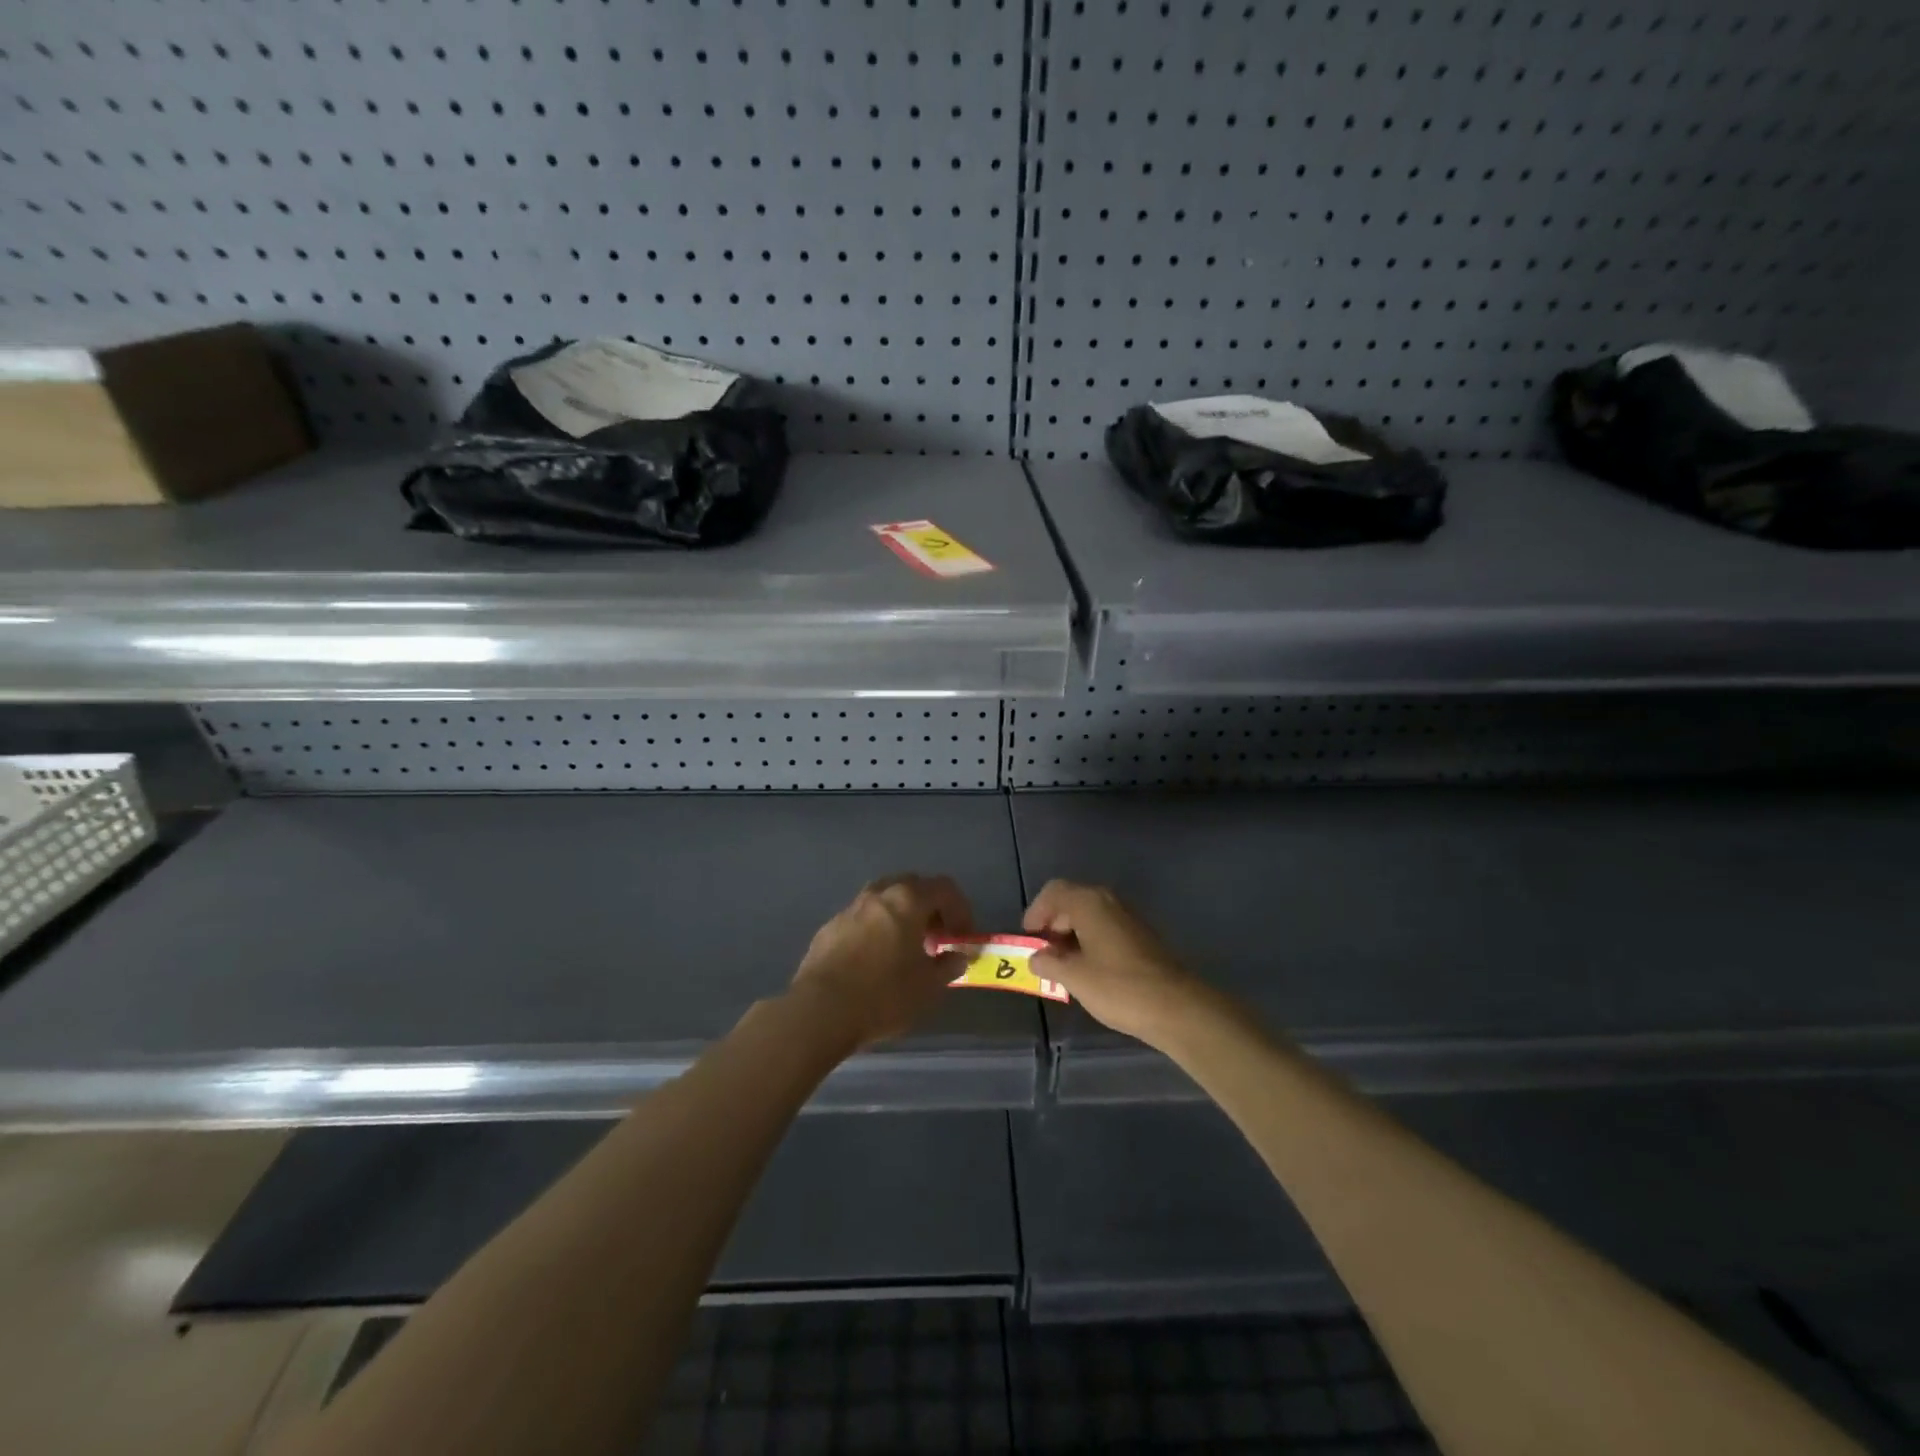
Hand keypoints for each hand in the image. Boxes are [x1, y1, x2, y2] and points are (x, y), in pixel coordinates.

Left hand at [789, 874, 973, 1050]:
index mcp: (907, 900)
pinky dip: (876, 930)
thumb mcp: (929, 987)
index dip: (961, 910)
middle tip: (936, 939)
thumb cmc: (884, 995)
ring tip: (906, 950)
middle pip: (912, 887)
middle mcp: (878, 895)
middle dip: (929, 908)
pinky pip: (861, 920)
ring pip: (883, 901)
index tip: (963, 937)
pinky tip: (874, 961)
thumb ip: (949, 966)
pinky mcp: (828, 929)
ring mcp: (849, 909)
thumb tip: (958, 956)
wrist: (820, 1011)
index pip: (945, 888)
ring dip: (900, 917)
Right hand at [1024, 880, 1202, 1047]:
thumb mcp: (1074, 977)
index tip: (1029, 939)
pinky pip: (1105, 927)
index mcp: (1089, 903)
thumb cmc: (1118, 987)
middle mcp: (1108, 901)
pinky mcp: (1140, 935)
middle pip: (1071, 901)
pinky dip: (1090, 941)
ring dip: (1071, 934)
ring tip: (1063, 965)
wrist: (1175, 1007)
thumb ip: (1049, 963)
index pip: (1053, 892)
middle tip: (1043, 953)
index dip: (1036, 912)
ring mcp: (1127, 917)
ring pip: (1089, 915)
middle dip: (1052, 924)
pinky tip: (1088, 969)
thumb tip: (1036, 957)